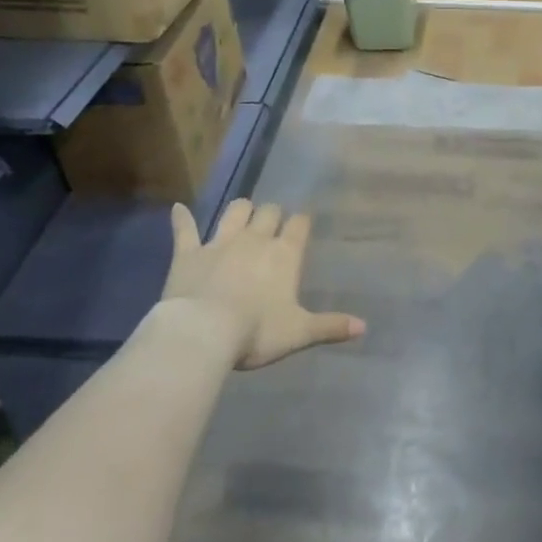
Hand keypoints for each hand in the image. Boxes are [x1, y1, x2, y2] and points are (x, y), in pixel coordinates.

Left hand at [158, 200, 365, 369]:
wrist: (203, 333)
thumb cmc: (257, 332)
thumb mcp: (299, 332)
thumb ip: (330, 326)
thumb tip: (364, 327)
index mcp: (284, 254)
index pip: (299, 224)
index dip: (301, 223)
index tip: (301, 225)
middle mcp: (255, 240)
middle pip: (268, 212)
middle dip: (272, 215)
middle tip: (271, 225)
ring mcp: (220, 242)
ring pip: (234, 212)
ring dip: (240, 211)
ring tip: (242, 215)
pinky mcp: (189, 253)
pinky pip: (185, 229)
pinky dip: (181, 218)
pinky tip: (177, 209)